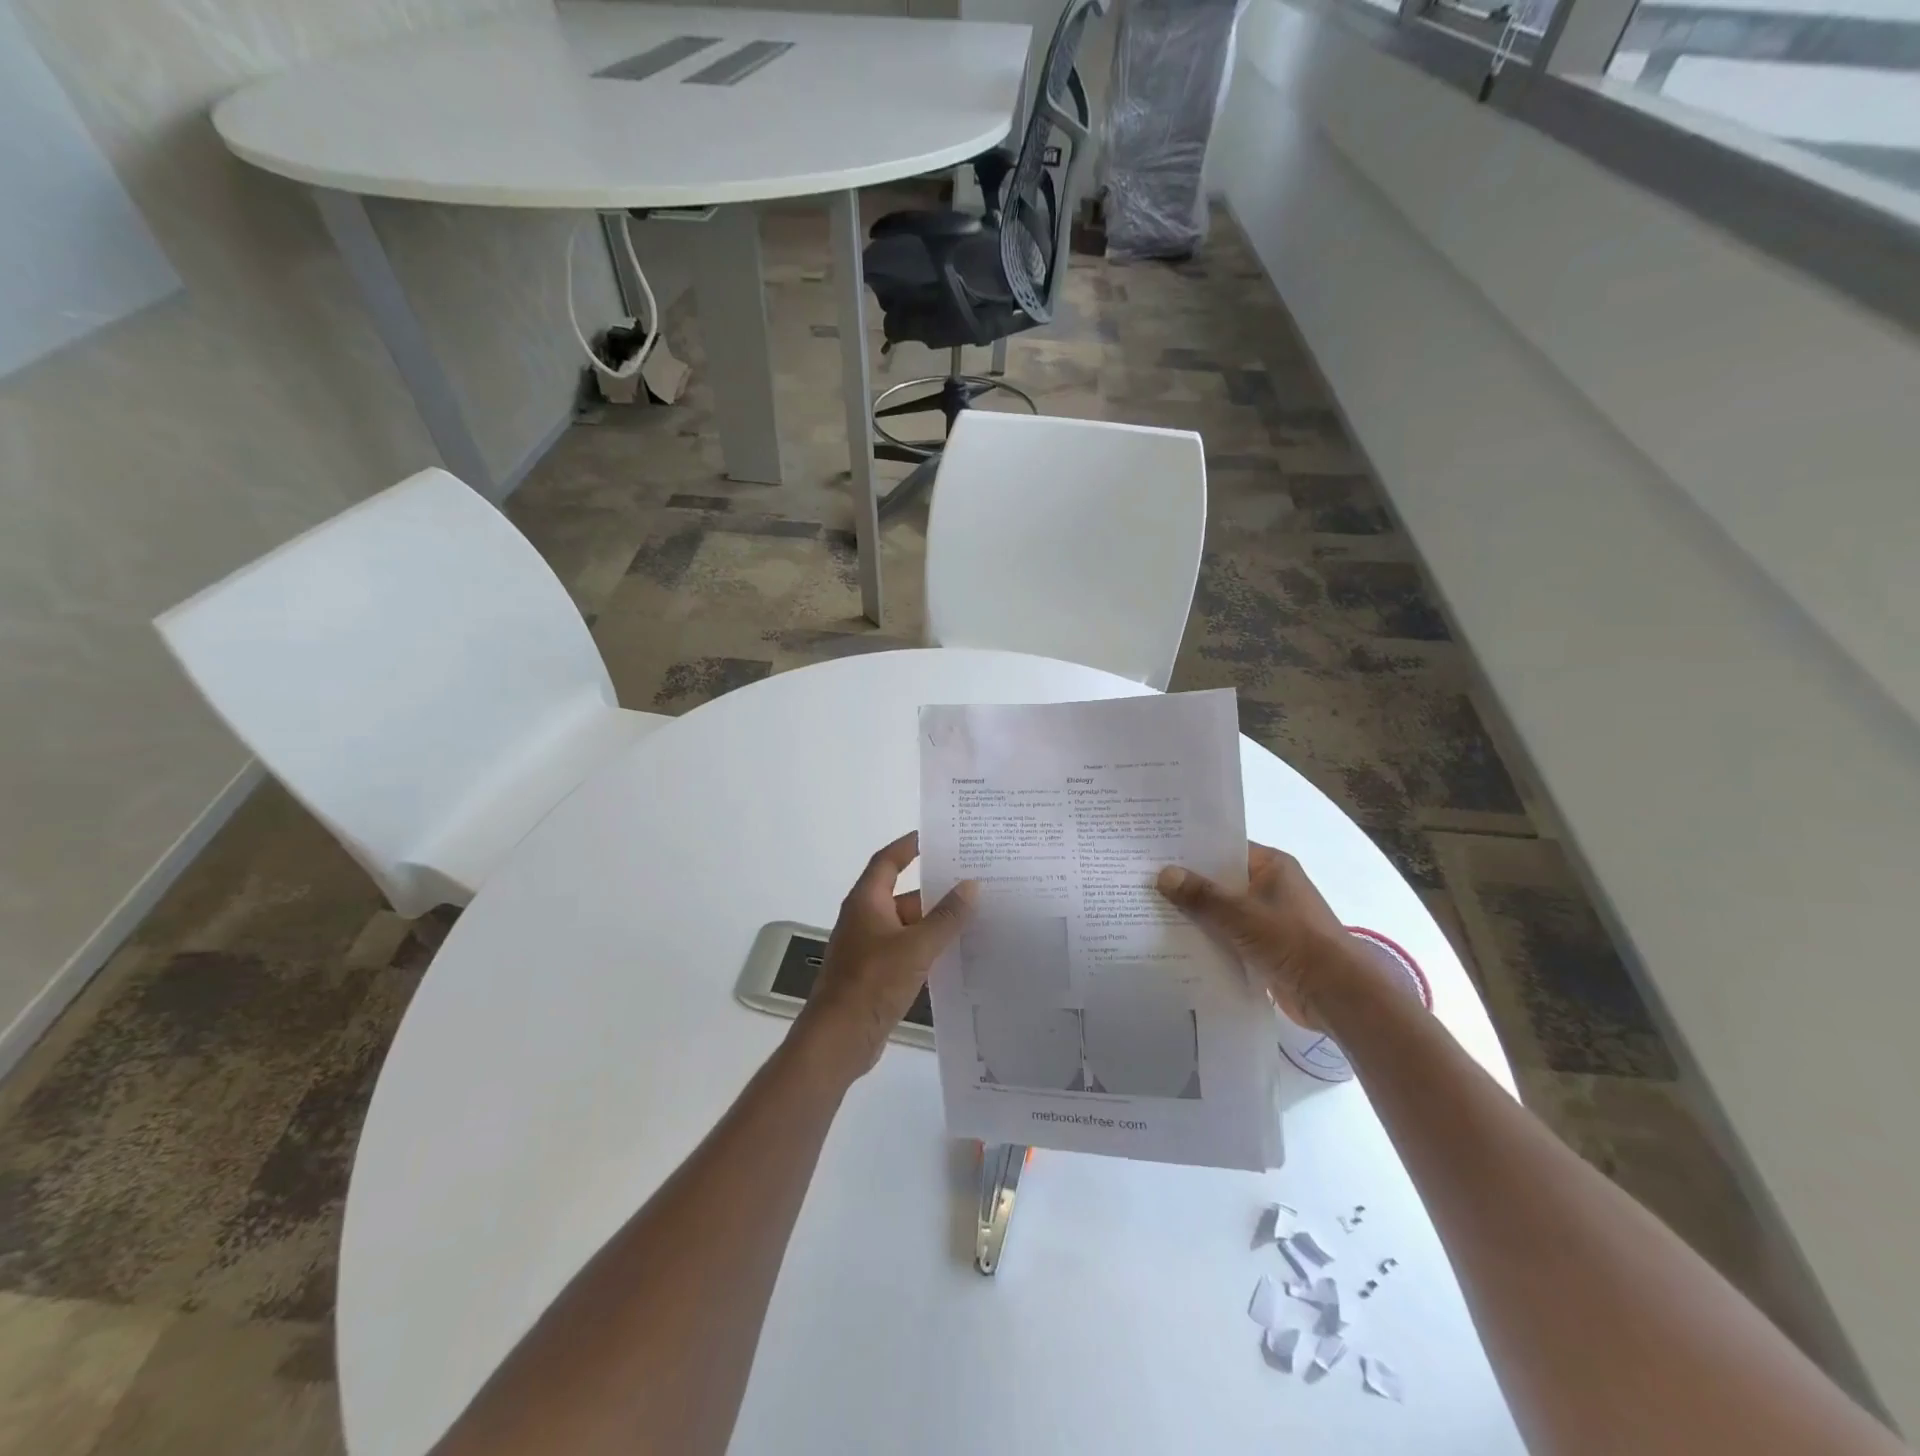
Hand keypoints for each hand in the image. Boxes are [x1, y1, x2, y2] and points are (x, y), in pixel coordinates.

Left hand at [793, 832, 975, 1081]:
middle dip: (935, 889)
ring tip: (977, 915)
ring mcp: (870, 949)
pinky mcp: (877, 975)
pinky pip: (908, 951)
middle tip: (974, 880)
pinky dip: (930, 948)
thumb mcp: (916, 946)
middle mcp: (866, 919)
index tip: (936, 836)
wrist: (839, 1039)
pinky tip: (959, 954)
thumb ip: (946, 916)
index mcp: (867, 902)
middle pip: (903, 894)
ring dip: (936, 922)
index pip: (888, 861)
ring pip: (909, 926)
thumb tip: (971, 885)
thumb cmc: (872, 983)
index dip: (908, 845)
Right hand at [1157, 843, 1380, 1028]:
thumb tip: (1163, 874)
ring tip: (1147, 910)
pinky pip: (1227, 937)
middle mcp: (1269, 887)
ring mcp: (1267, 919)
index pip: (1223, 848)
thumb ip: (1201, 895)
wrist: (1337, 995)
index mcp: (1271, 866)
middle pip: (1219, 880)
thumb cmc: (1293, 941)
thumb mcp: (1241, 914)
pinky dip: (1207, 939)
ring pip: (1221, 911)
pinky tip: (1173, 942)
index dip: (1190, 849)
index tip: (1153, 850)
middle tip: (1140, 880)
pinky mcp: (1264, 948)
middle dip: (1185, 884)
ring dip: (1194, 915)